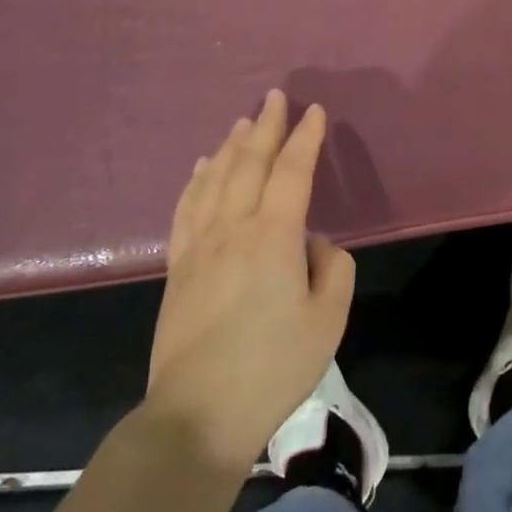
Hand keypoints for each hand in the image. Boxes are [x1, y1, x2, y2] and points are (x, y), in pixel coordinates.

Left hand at [144, 90, 355, 470]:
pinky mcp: (178, 268)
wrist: (199, 414)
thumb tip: (314, 244)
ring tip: (242, 122)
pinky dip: (196, 181)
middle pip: (248, 164)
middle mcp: (232, 229)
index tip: (315, 110)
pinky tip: (200, 168)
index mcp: (273, 237)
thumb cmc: (273, 367)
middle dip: (265, 127)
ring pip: (214, 180)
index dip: (305, 138)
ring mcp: (198, 247)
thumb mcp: (328, 320)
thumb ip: (333, 269)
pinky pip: (186, 209)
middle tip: (274, 97)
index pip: (292, 171)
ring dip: (231, 146)